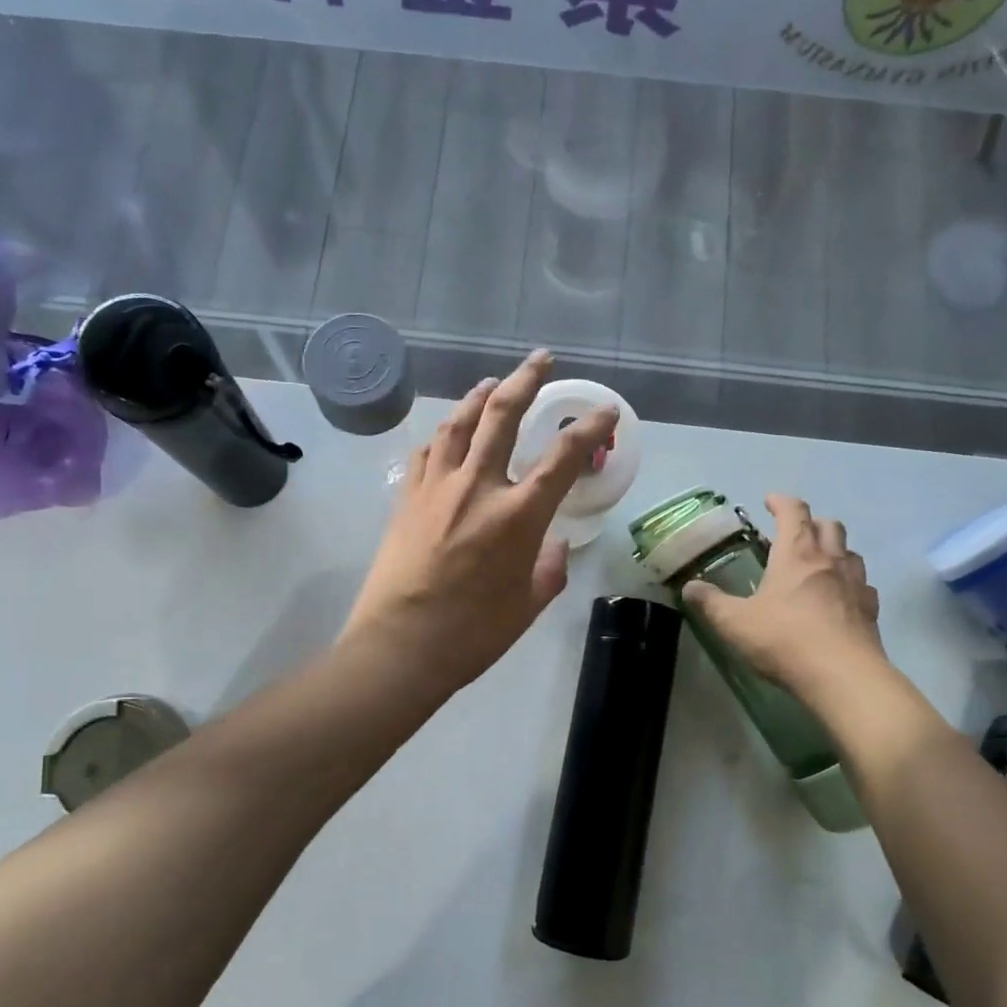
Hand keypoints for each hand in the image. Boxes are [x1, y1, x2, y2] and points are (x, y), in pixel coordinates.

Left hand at [344, 351, 617, 692]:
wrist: (401, 645)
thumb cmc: (473, 634)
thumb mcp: (528, 605)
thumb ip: (549, 568)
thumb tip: (554, 543)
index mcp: (518, 515)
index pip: (563, 456)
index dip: (589, 427)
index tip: (605, 410)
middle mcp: (478, 487)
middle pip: (503, 415)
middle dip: (527, 380)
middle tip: (542, 360)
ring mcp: (437, 488)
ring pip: (458, 423)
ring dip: (479, 396)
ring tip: (493, 382)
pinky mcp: (407, 498)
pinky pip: (427, 452)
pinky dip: (442, 434)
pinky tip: (447, 432)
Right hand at [681, 494, 883, 694]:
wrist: (842, 676)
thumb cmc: (784, 640)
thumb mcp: (734, 623)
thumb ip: (710, 603)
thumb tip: (689, 587)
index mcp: (796, 554)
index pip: (793, 512)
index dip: (781, 502)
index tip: (769, 501)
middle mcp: (830, 560)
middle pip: (828, 524)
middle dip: (810, 522)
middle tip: (792, 535)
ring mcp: (855, 583)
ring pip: (850, 551)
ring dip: (834, 549)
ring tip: (817, 564)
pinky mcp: (870, 609)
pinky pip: (863, 585)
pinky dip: (850, 582)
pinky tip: (839, 598)